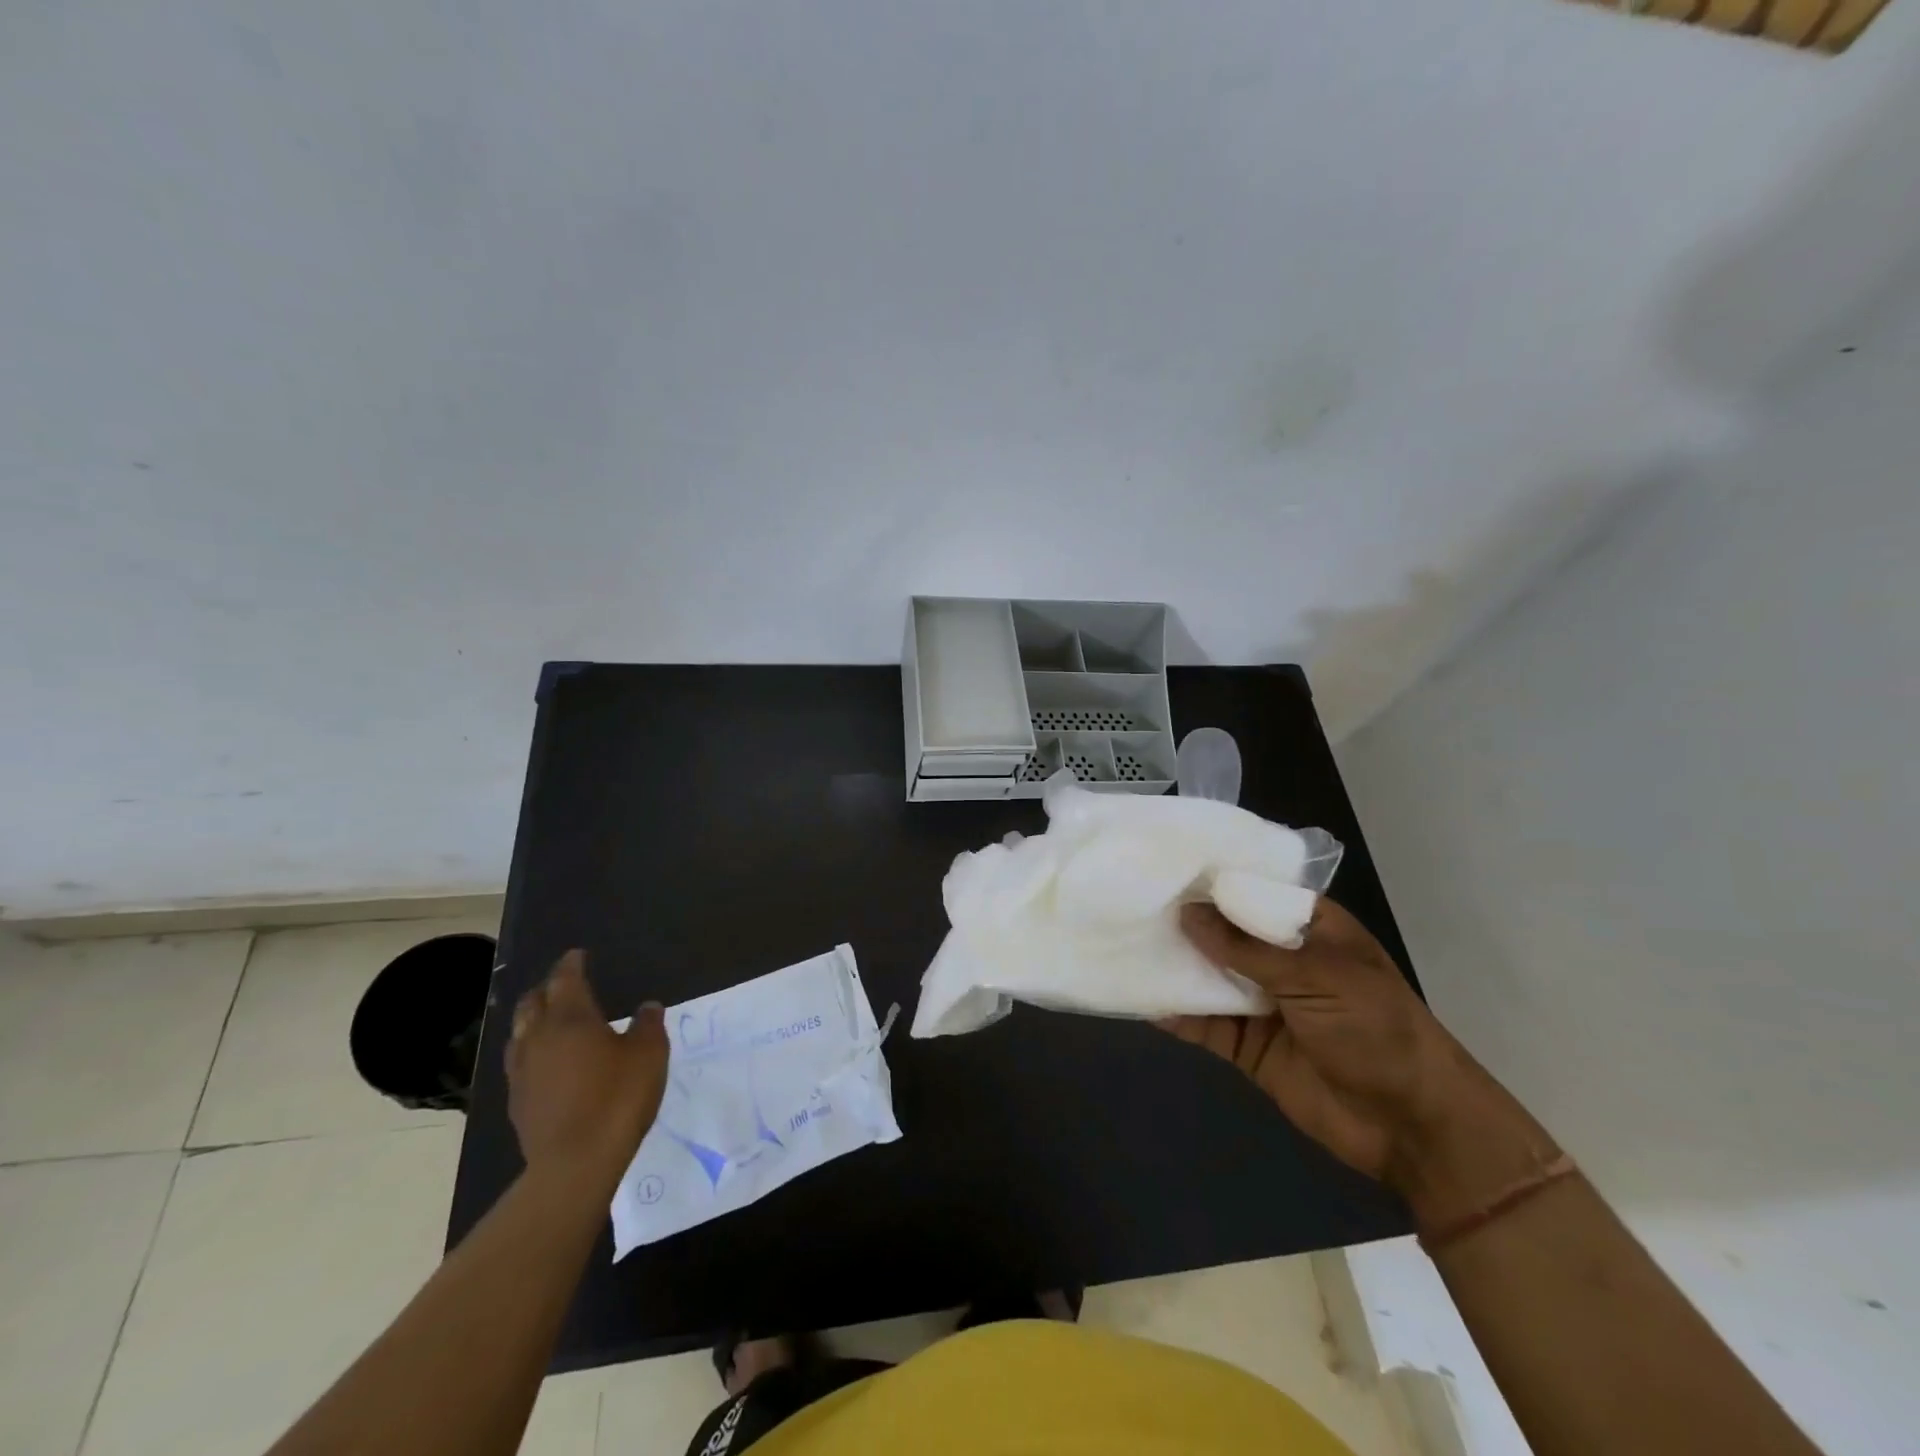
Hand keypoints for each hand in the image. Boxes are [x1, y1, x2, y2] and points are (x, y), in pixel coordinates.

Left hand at [506, 950, 667, 1185]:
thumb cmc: (617, 1098)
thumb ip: (648, 1025)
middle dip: (547, 988)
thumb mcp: (649, 1055)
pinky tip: (545, 1062)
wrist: (574, 1165)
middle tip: (564, 984)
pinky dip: (531, 1050)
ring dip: (533, 1019)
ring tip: (549, 1019)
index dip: (571, 964)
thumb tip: (647, 1007)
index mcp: (571, 1019)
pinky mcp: (516, 1101)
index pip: (565, 979)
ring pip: (520, 1032)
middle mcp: (539, 1037)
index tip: (578, 955)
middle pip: (533, 1002)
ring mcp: (522, 1071)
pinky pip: (519, 1062)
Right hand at [1165, 899, 1552, 1216]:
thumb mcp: (1317, 977)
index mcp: (1309, 928)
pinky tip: (1138, 996)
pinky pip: (1204, 1022)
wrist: (1411, 1127)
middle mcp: (1281, 958)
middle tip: (1128, 899)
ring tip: (1122, 941)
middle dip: (1183, 920)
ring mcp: (1262, 1002)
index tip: (1162, 862)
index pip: (1254, 890)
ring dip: (1173, 964)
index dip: (1212, 879)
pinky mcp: (1246, 1044)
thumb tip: (1186, 913)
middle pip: (1223, 931)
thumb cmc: (1377, 1031)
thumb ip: (1248, 949)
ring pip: (1208, 974)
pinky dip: (1174, 1012)